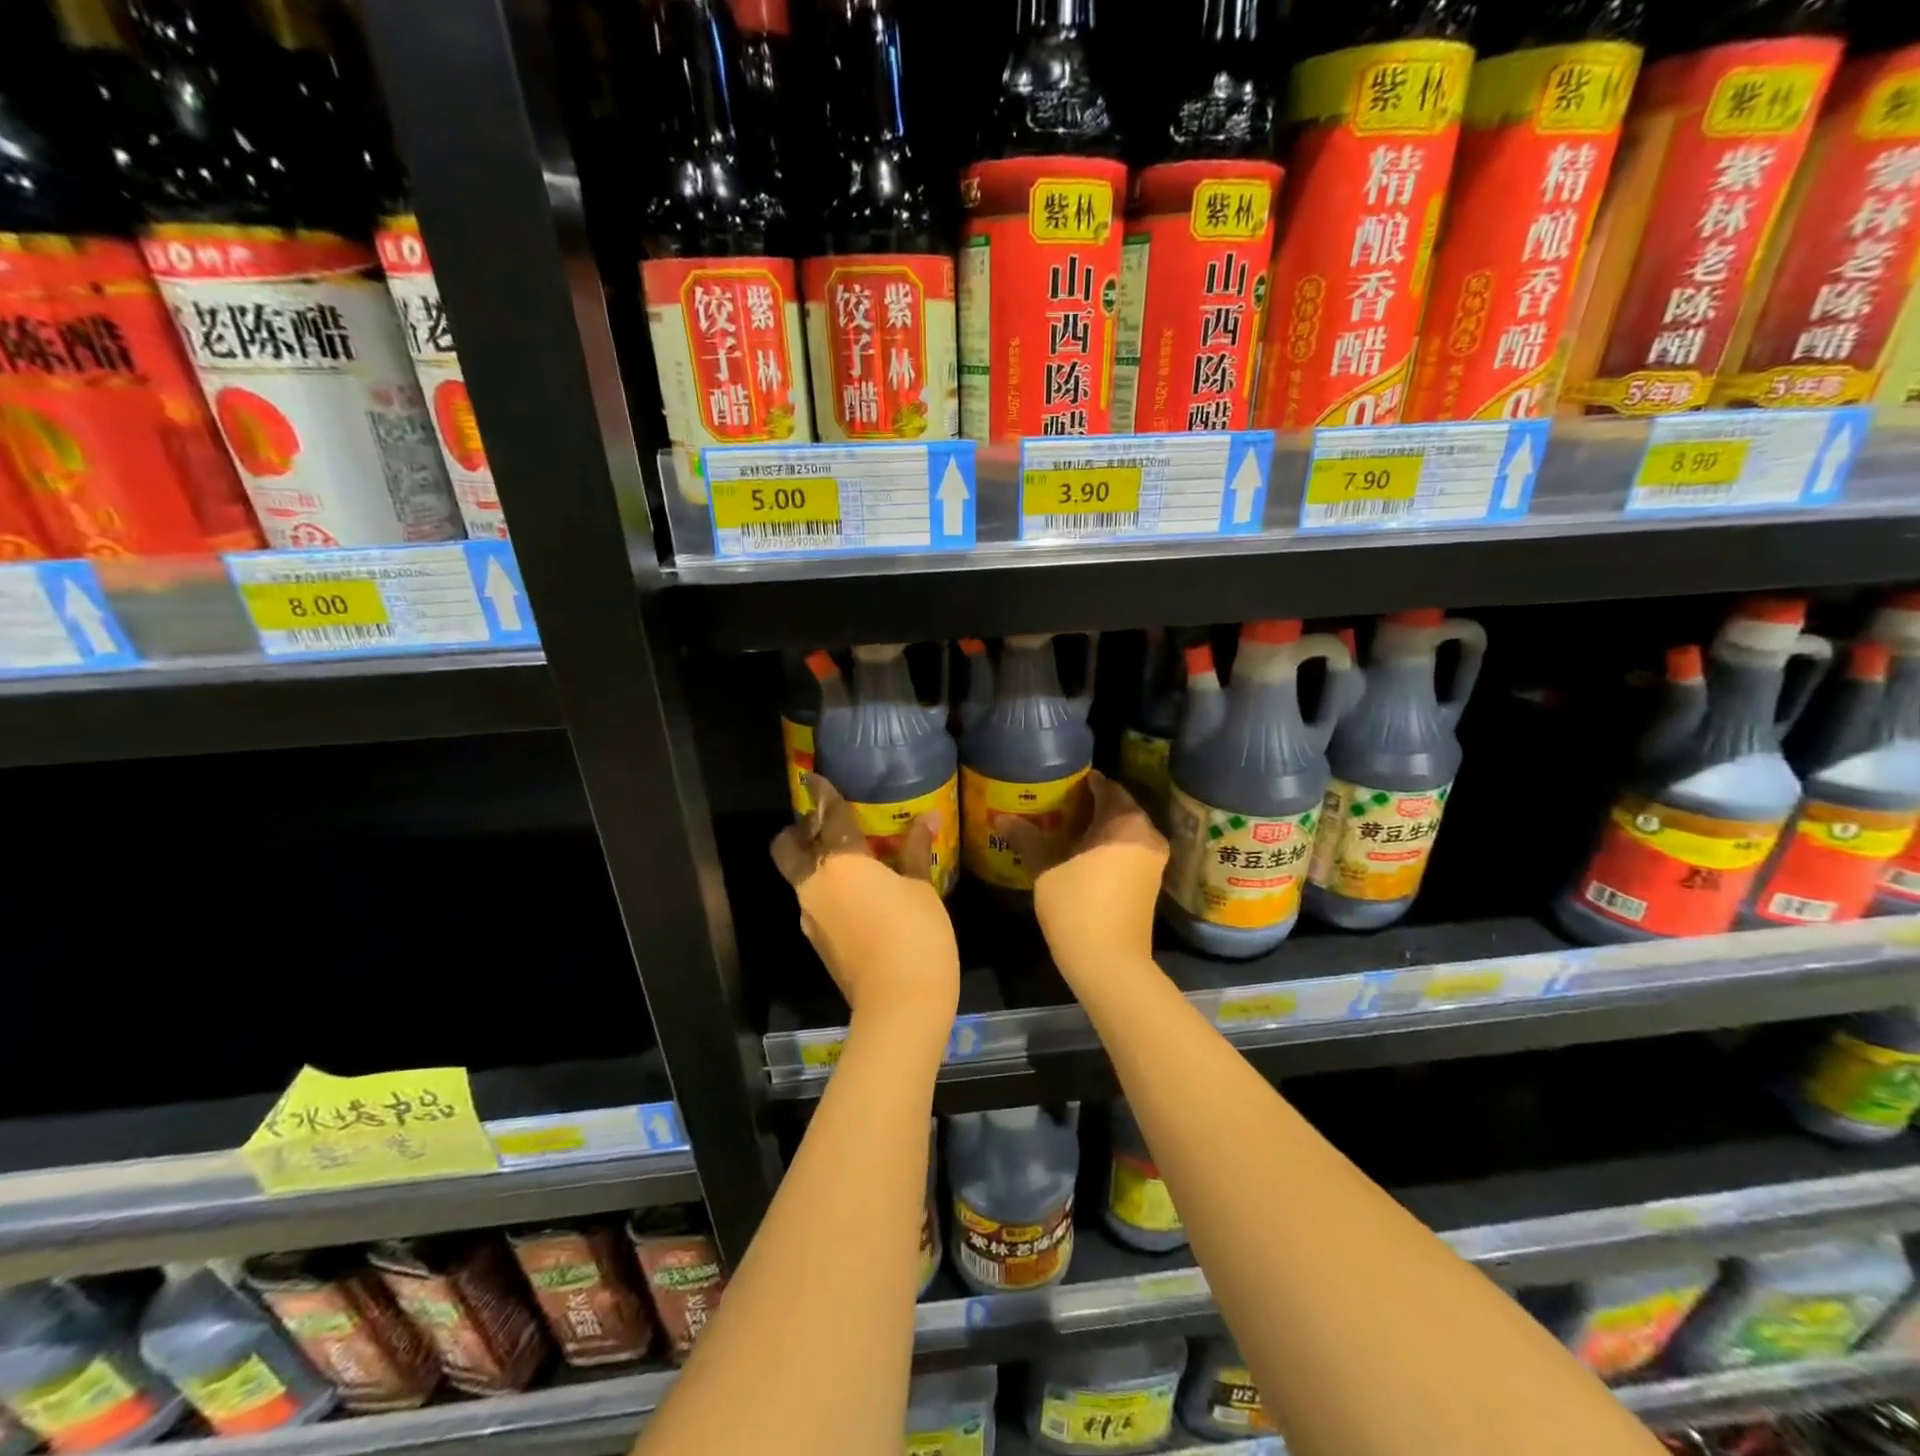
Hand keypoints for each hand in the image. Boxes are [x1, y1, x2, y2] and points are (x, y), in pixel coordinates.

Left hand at [771, 777, 959, 1031]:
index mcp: (840, 862)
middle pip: (788, 847)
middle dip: (799, 830)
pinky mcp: (819, 942)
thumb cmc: (915, 935)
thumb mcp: (921, 888)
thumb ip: (915, 851)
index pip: (827, 816)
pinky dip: (829, 889)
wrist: (899, 1006)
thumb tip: (927, 818)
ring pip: (802, 876)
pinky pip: (817, 902)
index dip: (822, 794)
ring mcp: (811, 916)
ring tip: (850, 857)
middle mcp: (814, 884)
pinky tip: (859, 894)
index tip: (815, 778)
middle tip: (824, 823)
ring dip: (816, 861)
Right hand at [992, 771, 1167, 980]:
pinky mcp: (1150, 882)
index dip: (1083, 782)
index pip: (1106, 787)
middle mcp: (1147, 835)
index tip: (1060, 782)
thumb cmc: (1077, 907)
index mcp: (1126, 823)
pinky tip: (1082, 853)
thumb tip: (1001, 817)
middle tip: (1058, 803)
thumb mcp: (1046, 868)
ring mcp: (1153, 860)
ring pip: (1125, 830)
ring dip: (1099, 826)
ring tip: (1065, 826)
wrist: (1110, 964)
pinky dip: (1109, 845)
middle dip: (1090, 803)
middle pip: (1119, 807)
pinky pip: (1129, 849)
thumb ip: (1027, 838)